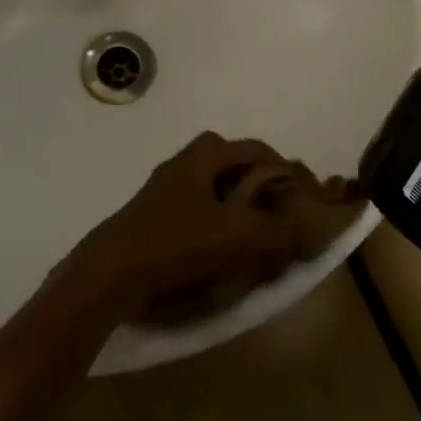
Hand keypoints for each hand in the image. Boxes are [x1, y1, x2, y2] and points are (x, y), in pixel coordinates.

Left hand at [62, 133, 305, 322]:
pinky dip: (219, 226)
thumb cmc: (176, 241)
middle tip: (280, 217)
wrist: (113, 271)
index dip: (283, 170)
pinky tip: (225, 254)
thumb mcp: (235, 235)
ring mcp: (169, 190)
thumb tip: (308, 230)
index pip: (256, 149)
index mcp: (204, 154)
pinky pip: (200, 212)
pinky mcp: (158, 218)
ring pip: (217, 190)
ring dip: (240, 209)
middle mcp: (186, 163)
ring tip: (258, 240)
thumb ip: (276, 231)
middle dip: (261, 188)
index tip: (303, 198)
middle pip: (235, 166)